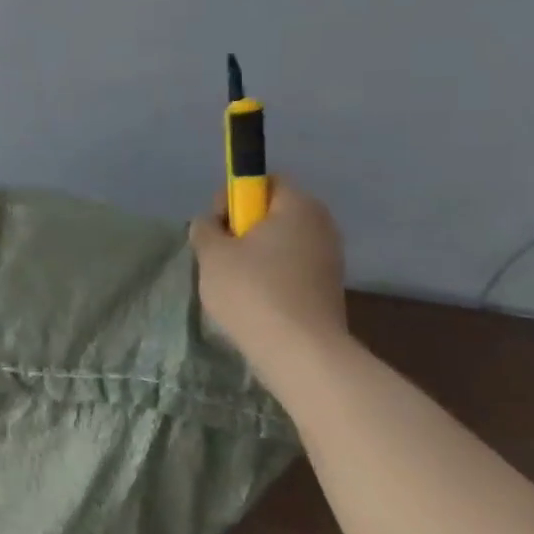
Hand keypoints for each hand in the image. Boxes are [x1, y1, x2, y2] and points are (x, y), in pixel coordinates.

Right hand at [187, 178, 347, 365]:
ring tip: (233, 283)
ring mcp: (329, 258)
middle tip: (219, 255)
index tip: (217, 225)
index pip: (265, 181)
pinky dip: (270, 278)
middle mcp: (321, 225)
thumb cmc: (252, 290)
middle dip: (243, 229)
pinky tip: (253, 301)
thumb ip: (205, 229)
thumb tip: (210, 224)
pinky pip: (290, 269)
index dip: (234, 196)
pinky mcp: (327, 288)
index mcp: (298, 206)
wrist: (300, 351)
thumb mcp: (211, 254)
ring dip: (254, 256)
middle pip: (273, 213)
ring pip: (280, 243)